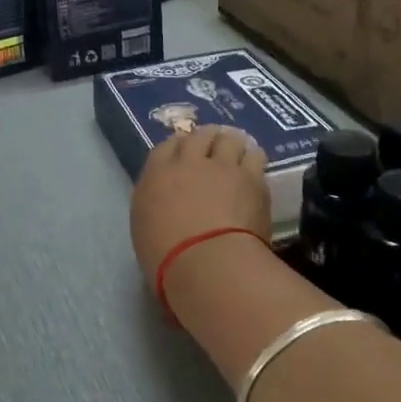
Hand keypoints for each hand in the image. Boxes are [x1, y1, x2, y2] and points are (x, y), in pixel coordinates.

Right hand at [130, 127, 270, 280]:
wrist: (208, 265)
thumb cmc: (166, 259)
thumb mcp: (146, 230)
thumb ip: (156, 207)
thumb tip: (168, 204)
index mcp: (156, 176)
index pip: (166, 147)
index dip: (177, 148)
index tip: (184, 155)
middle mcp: (188, 163)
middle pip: (198, 136)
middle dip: (205, 140)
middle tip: (212, 150)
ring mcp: (222, 167)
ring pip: (228, 139)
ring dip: (230, 144)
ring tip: (236, 154)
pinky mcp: (252, 178)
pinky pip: (254, 155)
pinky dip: (252, 158)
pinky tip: (254, 166)